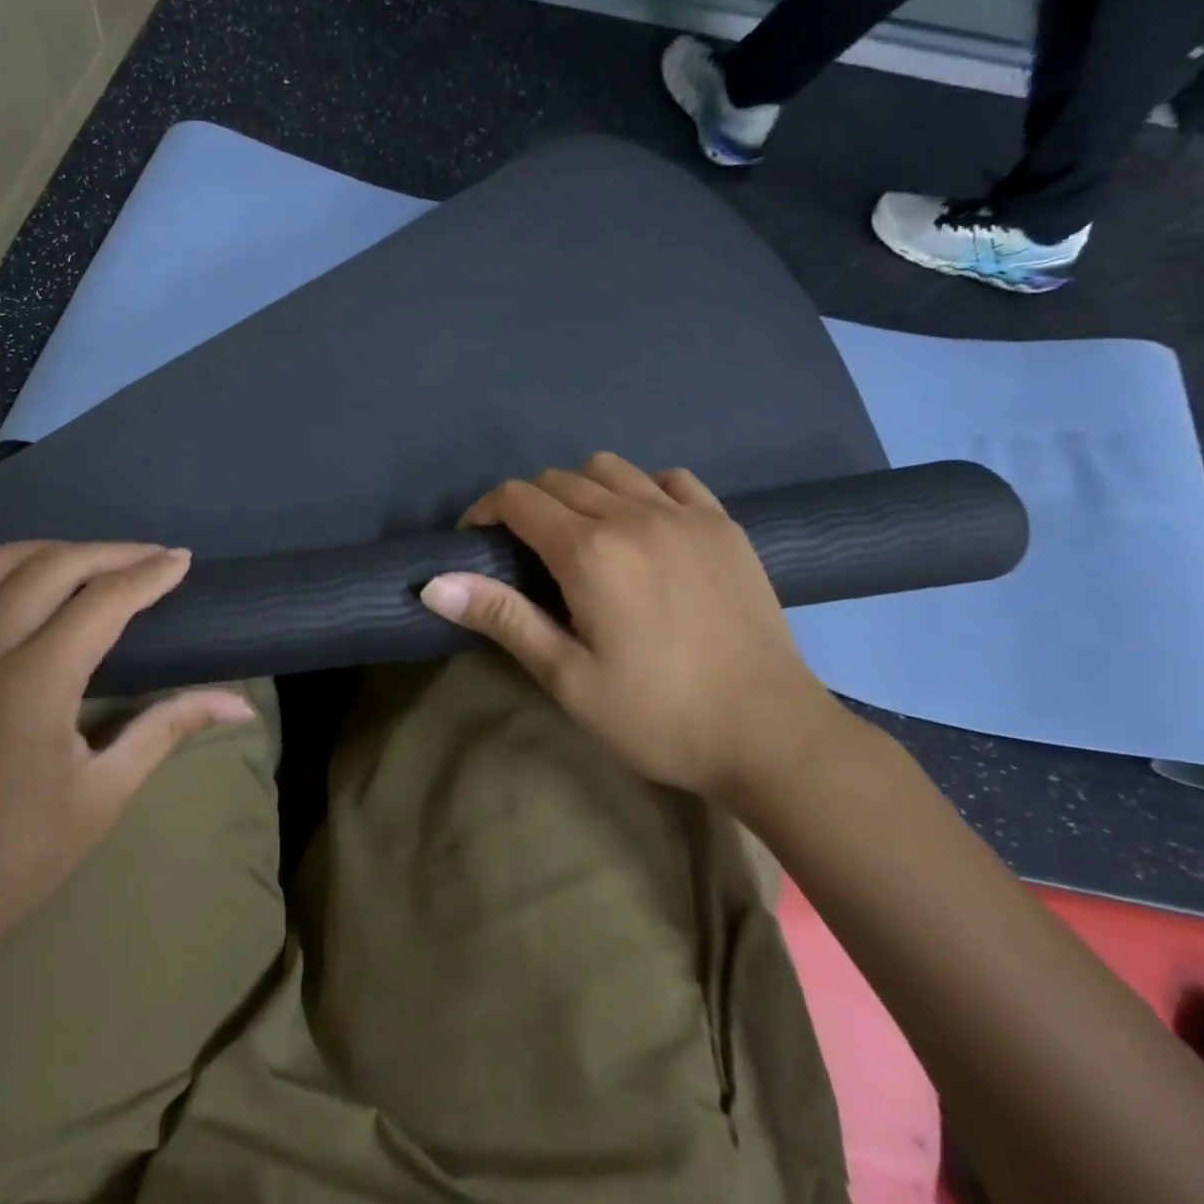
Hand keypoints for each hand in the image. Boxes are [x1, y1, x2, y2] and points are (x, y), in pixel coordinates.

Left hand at [0, 542, 254, 979]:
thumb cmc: (11, 864)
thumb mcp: (103, 796)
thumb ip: (168, 728)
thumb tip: (240, 702)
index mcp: (31, 687)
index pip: (103, 601)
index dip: (149, 575)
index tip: (181, 560)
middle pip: (51, 566)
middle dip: (109, 552)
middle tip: (149, 556)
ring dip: (49, 551)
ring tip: (90, 562)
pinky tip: (18, 587)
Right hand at [420, 453, 842, 802]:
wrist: (770, 735)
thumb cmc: (657, 715)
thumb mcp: (566, 677)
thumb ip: (502, 617)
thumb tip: (433, 582)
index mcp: (590, 552)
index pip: (518, 499)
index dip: (484, 512)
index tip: (475, 542)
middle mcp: (634, 515)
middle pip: (558, 479)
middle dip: (526, 504)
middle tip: (522, 551)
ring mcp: (685, 514)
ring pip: (610, 469)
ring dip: (579, 490)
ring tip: (579, 534)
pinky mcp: (723, 524)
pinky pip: (670, 479)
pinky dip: (641, 489)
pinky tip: (642, 526)